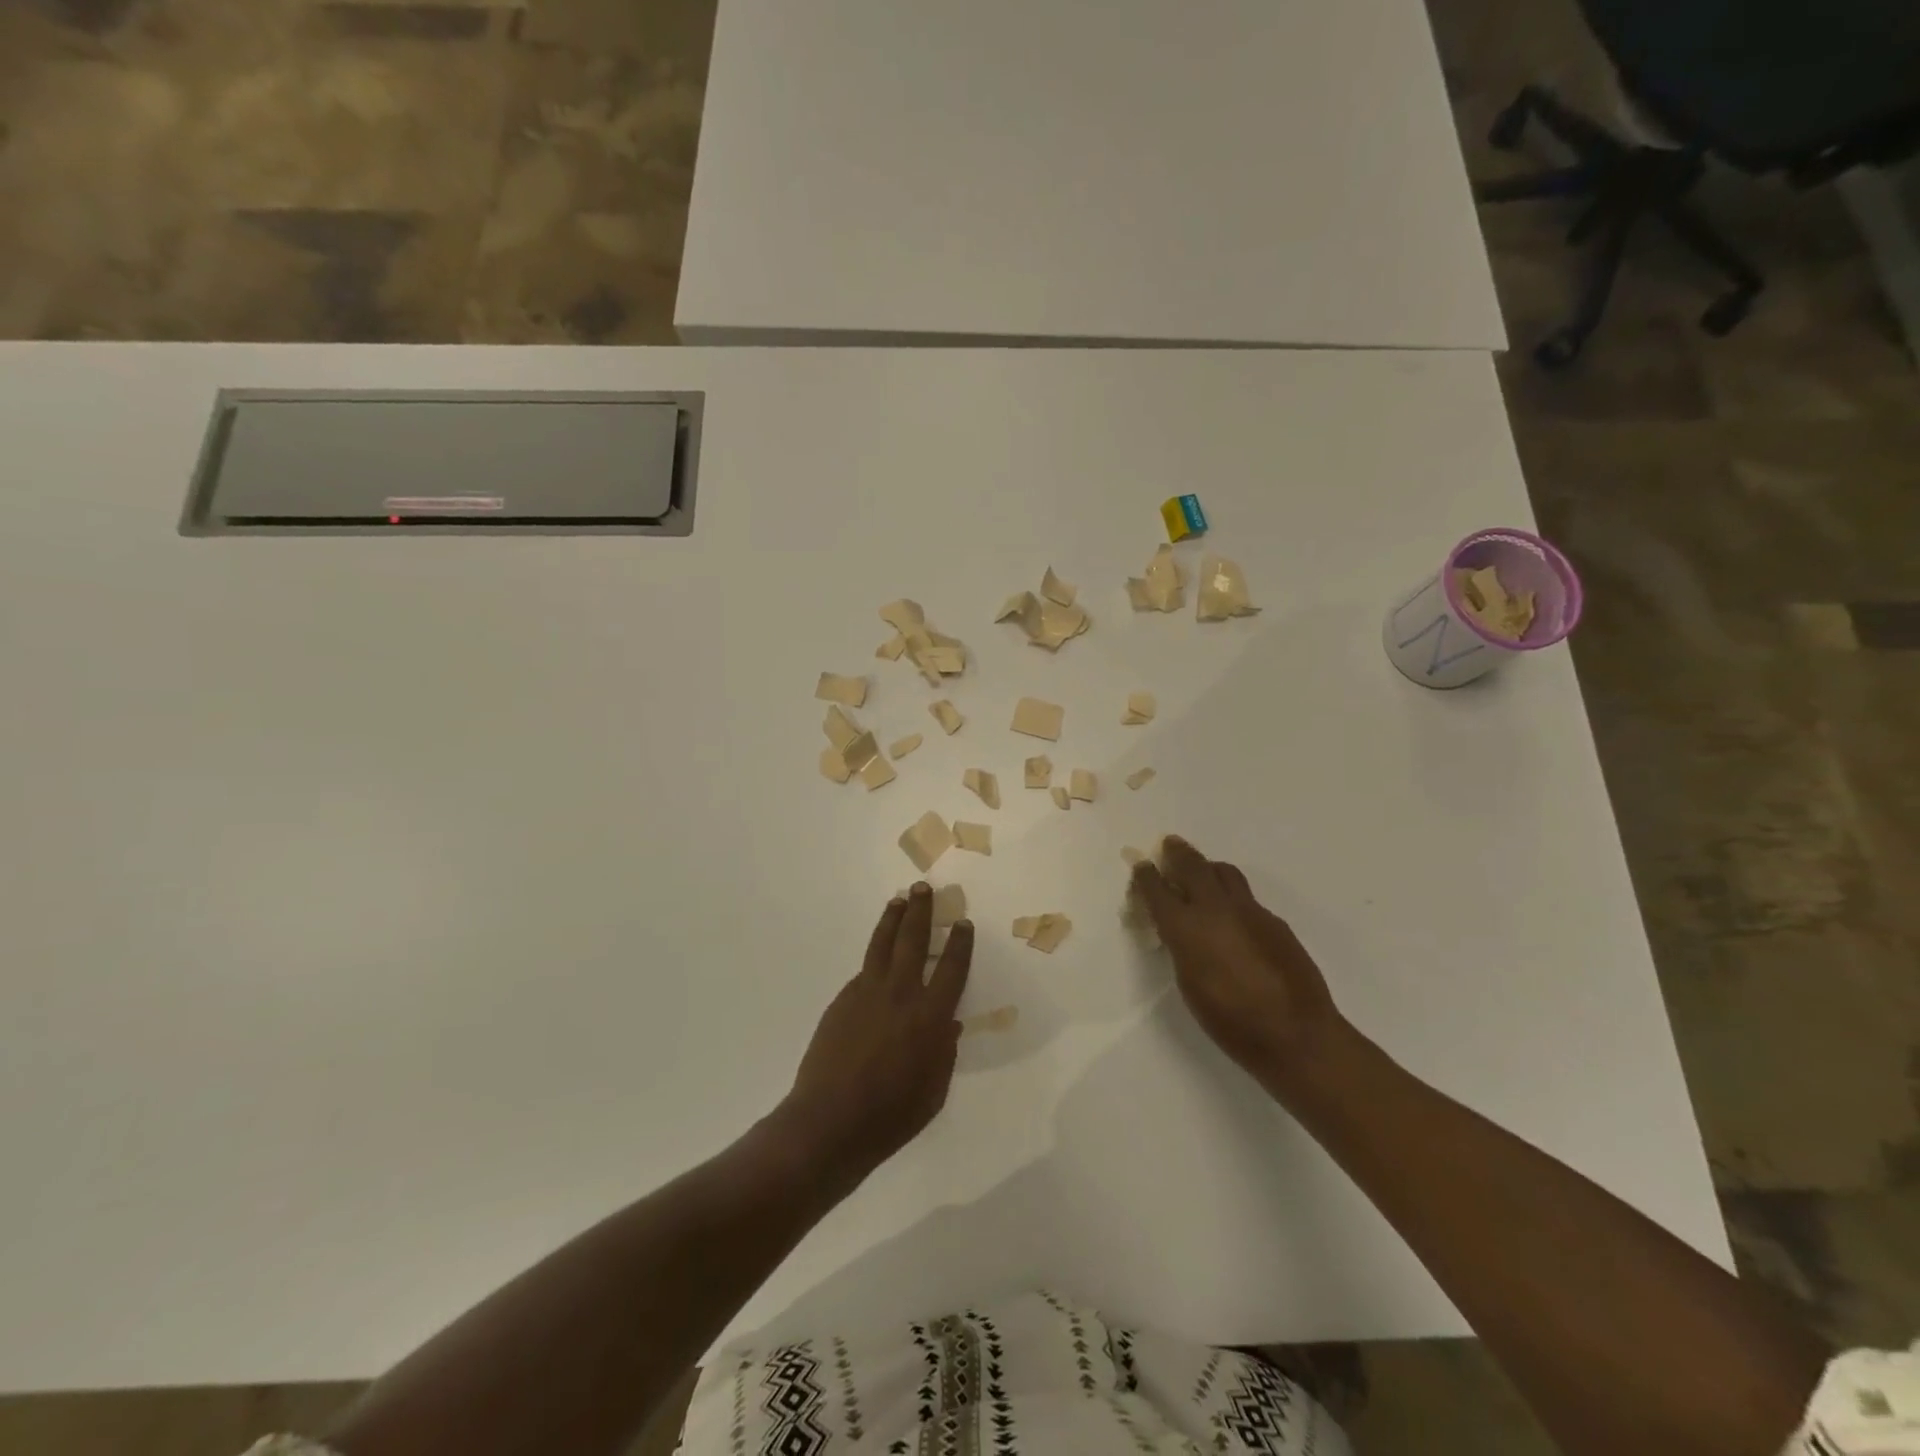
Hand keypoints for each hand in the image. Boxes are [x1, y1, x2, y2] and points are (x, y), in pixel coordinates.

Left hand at [783, 884, 972, 1185]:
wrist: (830, 1121)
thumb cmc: (891, 1115)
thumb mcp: (934, 1090)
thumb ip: (943, 1052)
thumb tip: (948, 1025)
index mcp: (930, 1017)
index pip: (951, 968)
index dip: (959, 943)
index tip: (962, 923)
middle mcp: (900, 994)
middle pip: (913, 940)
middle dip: (921, 911)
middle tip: (924, 888)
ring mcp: (867, 993)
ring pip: (882, 944)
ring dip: (892, 919)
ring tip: (899, 900)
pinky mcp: (842, 1000)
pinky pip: (863, 971)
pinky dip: (874, 957)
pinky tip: (878, 957)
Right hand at [1130, 837, 1346, 1097]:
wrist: (1295, 1033)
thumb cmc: (1230, 1020)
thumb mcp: (1189, 983)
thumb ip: (1182, 947)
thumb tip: (1179, 929)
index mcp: (1186, 927)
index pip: (1158, 889)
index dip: (1146, 875)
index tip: (1141, 864)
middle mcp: (1216, 909)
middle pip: (1193, 866)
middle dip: (1177, 853)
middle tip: (1170, 844)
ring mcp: (1250, 911)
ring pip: (1225, 872)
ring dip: (1208, 867)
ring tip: (1202, 871)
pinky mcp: (1275, 921)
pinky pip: (1247, 897)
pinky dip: (1232, 895)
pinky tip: (1234, 915)